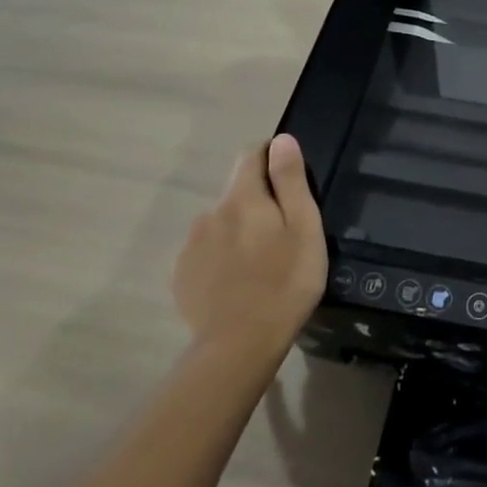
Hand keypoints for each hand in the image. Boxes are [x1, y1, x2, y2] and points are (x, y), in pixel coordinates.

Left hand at [173, 134, 328, 362]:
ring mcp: (191, 245)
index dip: (271, 157)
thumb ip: (290, 181)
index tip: (290, 178)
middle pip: (237, 192)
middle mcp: (211, 213)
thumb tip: (282, 140)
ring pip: (221, 223)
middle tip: (283, 233)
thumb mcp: (303, 228)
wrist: (238, 346)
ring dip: (239, 231)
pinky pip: (206, 252)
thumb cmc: (285, 282)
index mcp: (242, 198)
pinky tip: (238, 283)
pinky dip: (223, 257)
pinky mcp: (182, 275)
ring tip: (261, 262)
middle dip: (259, 201)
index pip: (251, 156)